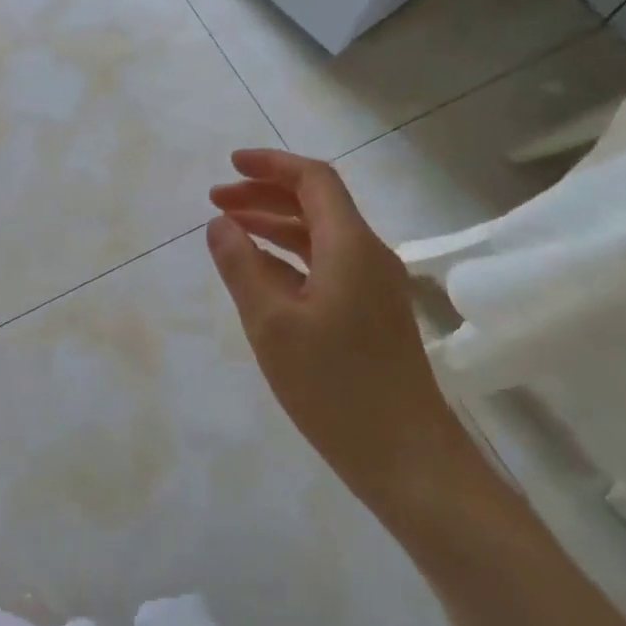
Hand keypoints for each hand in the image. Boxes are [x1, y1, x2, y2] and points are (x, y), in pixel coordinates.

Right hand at [206, 149, 471, 529]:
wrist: (408, 459)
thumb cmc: (335, 388)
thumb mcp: (272, 325)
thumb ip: (241, 267)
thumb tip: (219, 223)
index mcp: (350, 246)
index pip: (314, 180)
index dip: (271, 165)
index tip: (229, 166)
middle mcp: (368, 255)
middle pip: (316, 204)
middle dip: (265, 195)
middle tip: (217, 201)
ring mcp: (373, 287)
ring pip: (320, 236)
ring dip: (276, 225)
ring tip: (230, 230)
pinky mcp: (372, 314)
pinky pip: (326, 266)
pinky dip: (290, 257)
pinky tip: (262, 273)